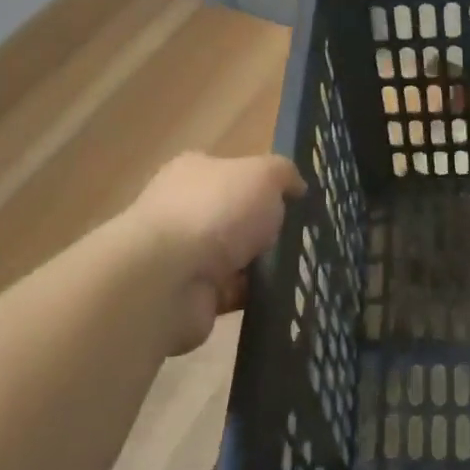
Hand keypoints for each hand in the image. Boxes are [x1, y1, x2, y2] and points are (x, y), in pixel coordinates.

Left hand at [131, 152, 305, 352]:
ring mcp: (183, 256)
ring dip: (262, 266)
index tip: (295, 202)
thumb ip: (283, 174)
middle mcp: (183, 210)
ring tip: (299, 271)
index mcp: (194, 172)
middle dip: (265, 230)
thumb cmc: (215, 211)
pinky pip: (233, 293)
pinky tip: (281, 297)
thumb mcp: (263, 175)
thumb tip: (296, 186)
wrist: (167, 279)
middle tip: (302, 239)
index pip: (232, 173)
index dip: (263, 186)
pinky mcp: (190, 296)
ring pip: (236, 258)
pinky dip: (253, 297)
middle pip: (235, 217)